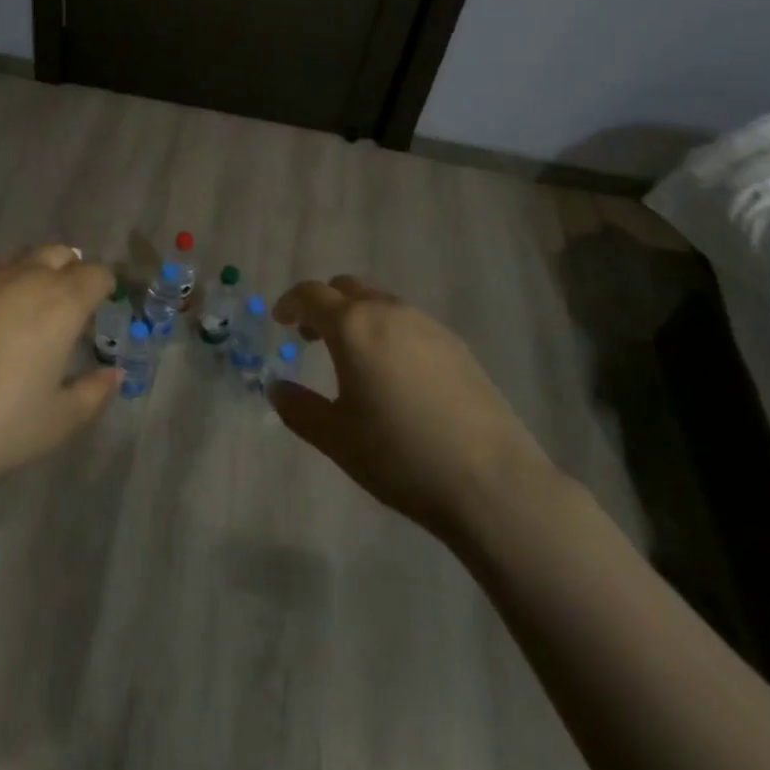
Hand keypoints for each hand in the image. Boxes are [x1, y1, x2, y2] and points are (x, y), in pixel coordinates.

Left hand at [0, 244, 119, 491]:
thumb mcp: (57, 422)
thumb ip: (93, 393)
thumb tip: (113, 374)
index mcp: (62, 303)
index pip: (95, 273)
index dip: (105, 286)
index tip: (104, 306)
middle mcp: (27, 279)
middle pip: (59, 253)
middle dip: (72, 271)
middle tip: (70, 306)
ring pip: (22, 258)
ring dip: (36, 272)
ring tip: (32, 307)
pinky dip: (2, 285)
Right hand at [270, 275, 554, 537]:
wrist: (492, 482)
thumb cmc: (401, 456)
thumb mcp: (336, 439)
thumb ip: (299, 408)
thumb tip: (277, 387)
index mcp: (353, 326)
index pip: (311, 294)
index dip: (291, 303)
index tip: (281, 322)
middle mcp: (389, 312)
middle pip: (348, 287)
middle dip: (325, 304)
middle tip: (312, 337)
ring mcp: (428, 325)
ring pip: (382, 302)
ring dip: (358, 317)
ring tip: (355, 358)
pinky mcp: (457, 345)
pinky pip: (410, 323)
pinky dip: (389, 332)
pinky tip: (397, 375)